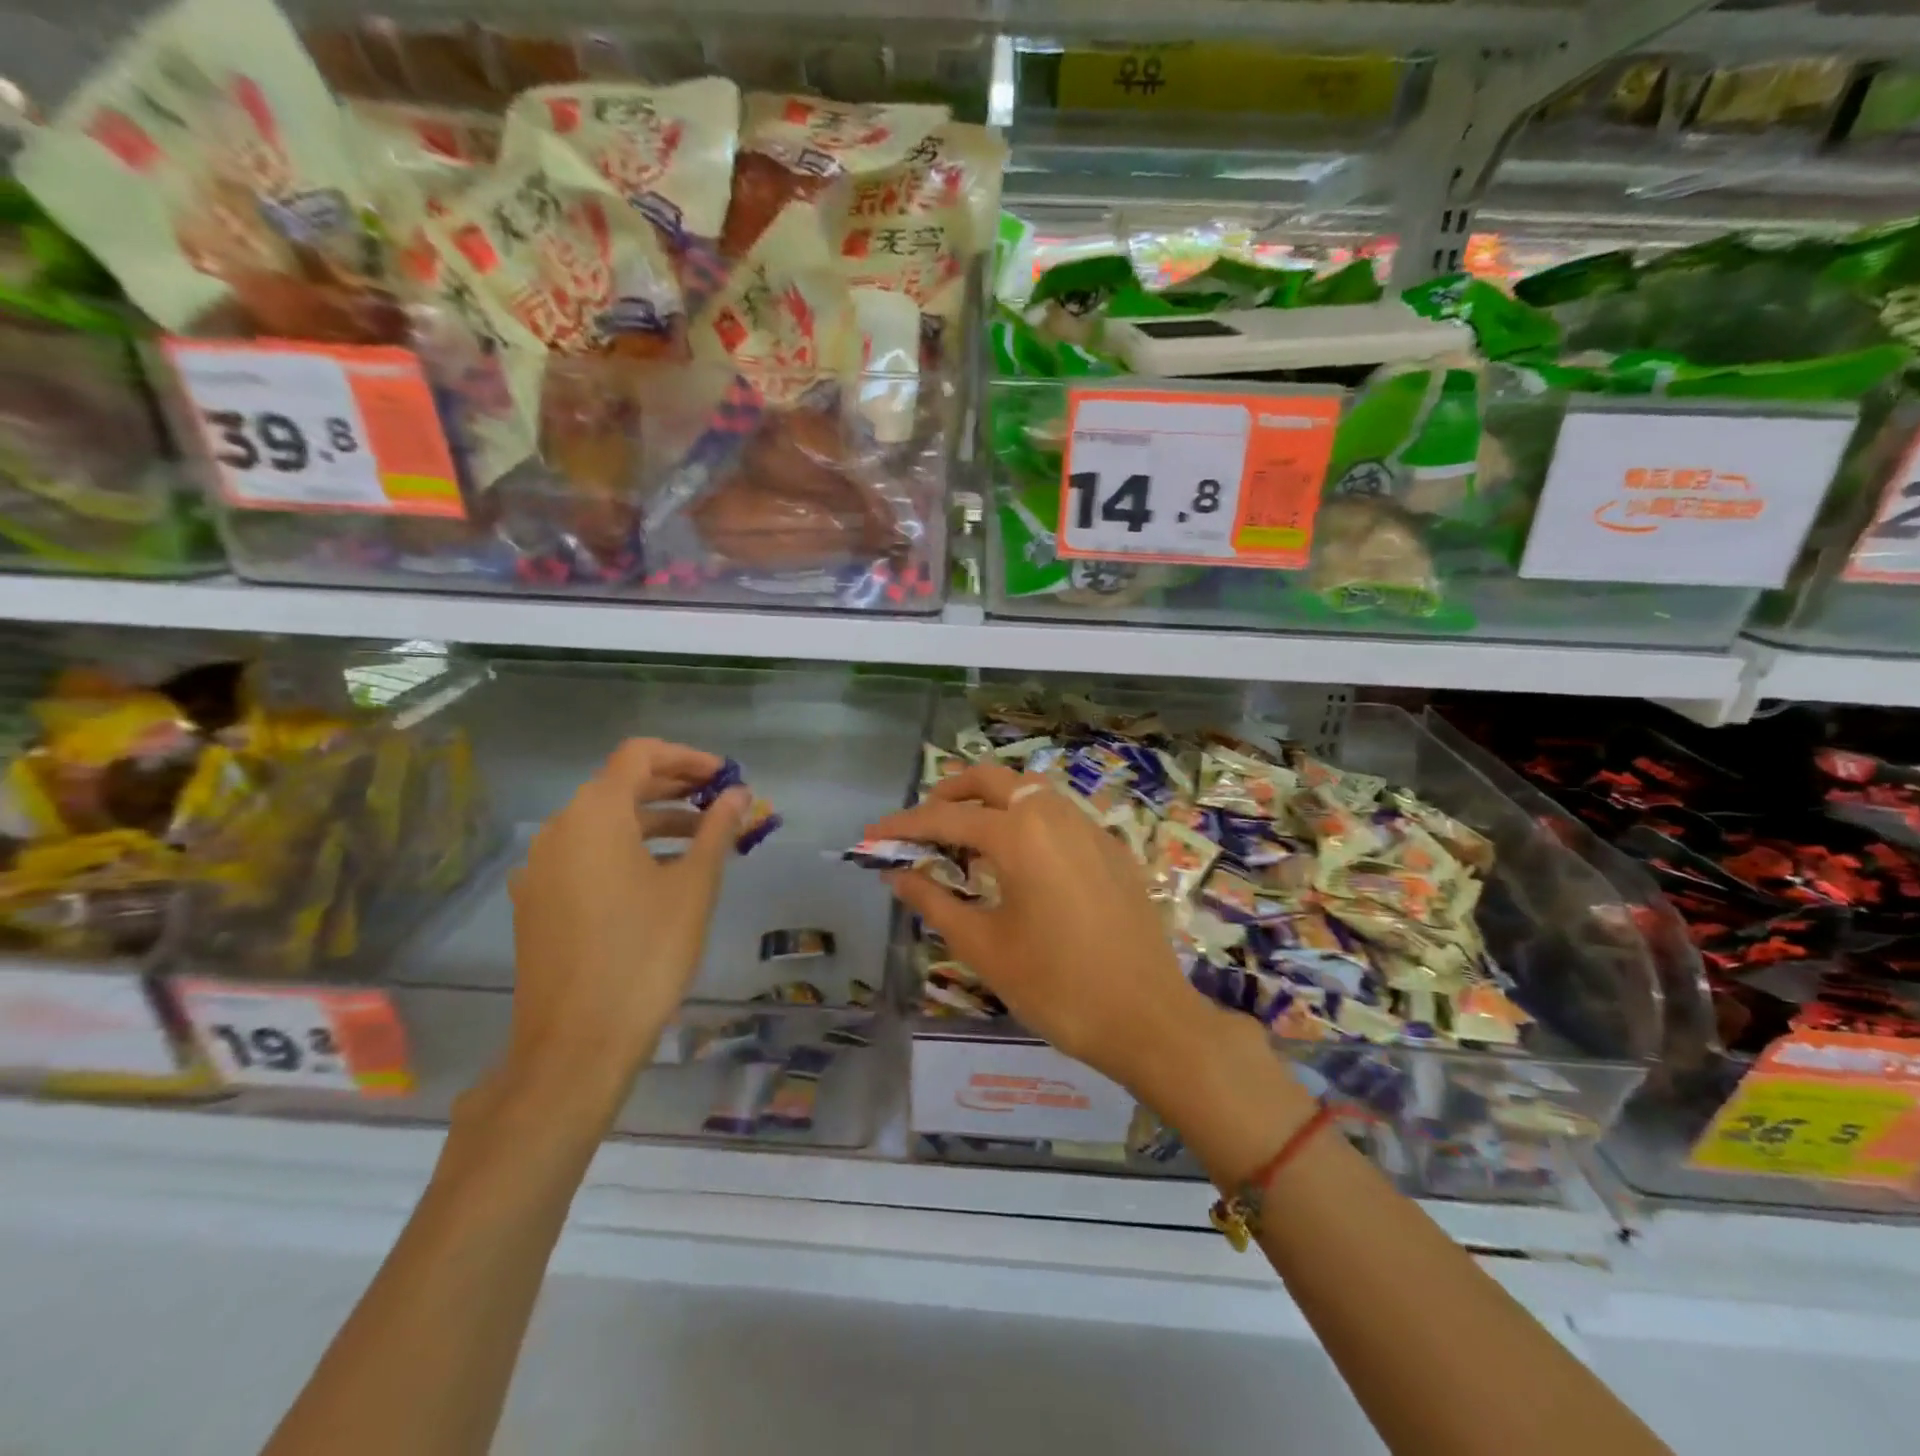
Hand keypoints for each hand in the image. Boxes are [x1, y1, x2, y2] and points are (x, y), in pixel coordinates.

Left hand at [501, 738, 747, 1115]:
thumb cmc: (645, 954)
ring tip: (703, 841)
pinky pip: (588, 855)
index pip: (639, 755)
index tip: (725, 777)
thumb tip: (739, 794)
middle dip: (675, 788)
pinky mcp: (538, 902)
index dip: (687, 758)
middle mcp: (559, 830)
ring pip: (604, 823)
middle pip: (620, 785)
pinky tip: (661, 877)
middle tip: (721, 803)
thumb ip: (717, 830)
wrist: (576, 1043)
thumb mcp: (693, 887)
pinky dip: (628, 849)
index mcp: (594, 816)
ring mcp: (542, 868)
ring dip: (655, 820)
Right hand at [867, 763, 1214, 1093]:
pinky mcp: (1112, 850)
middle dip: (951, 793)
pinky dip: (1026, 821)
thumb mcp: (984, 947)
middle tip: (923, 823)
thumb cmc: (1057, 987)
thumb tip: (897, 875)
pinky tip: (1019, 862)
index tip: (871, 837)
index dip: (904, 827)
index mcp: (1020, 835)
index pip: (947, 818)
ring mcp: (1090, 829)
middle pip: (993, 780)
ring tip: (965, 841)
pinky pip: (1059, 816)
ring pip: (1031, 792)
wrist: (1149, 1019)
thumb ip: (935, 902)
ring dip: (992, 803)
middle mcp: (1056, 815)